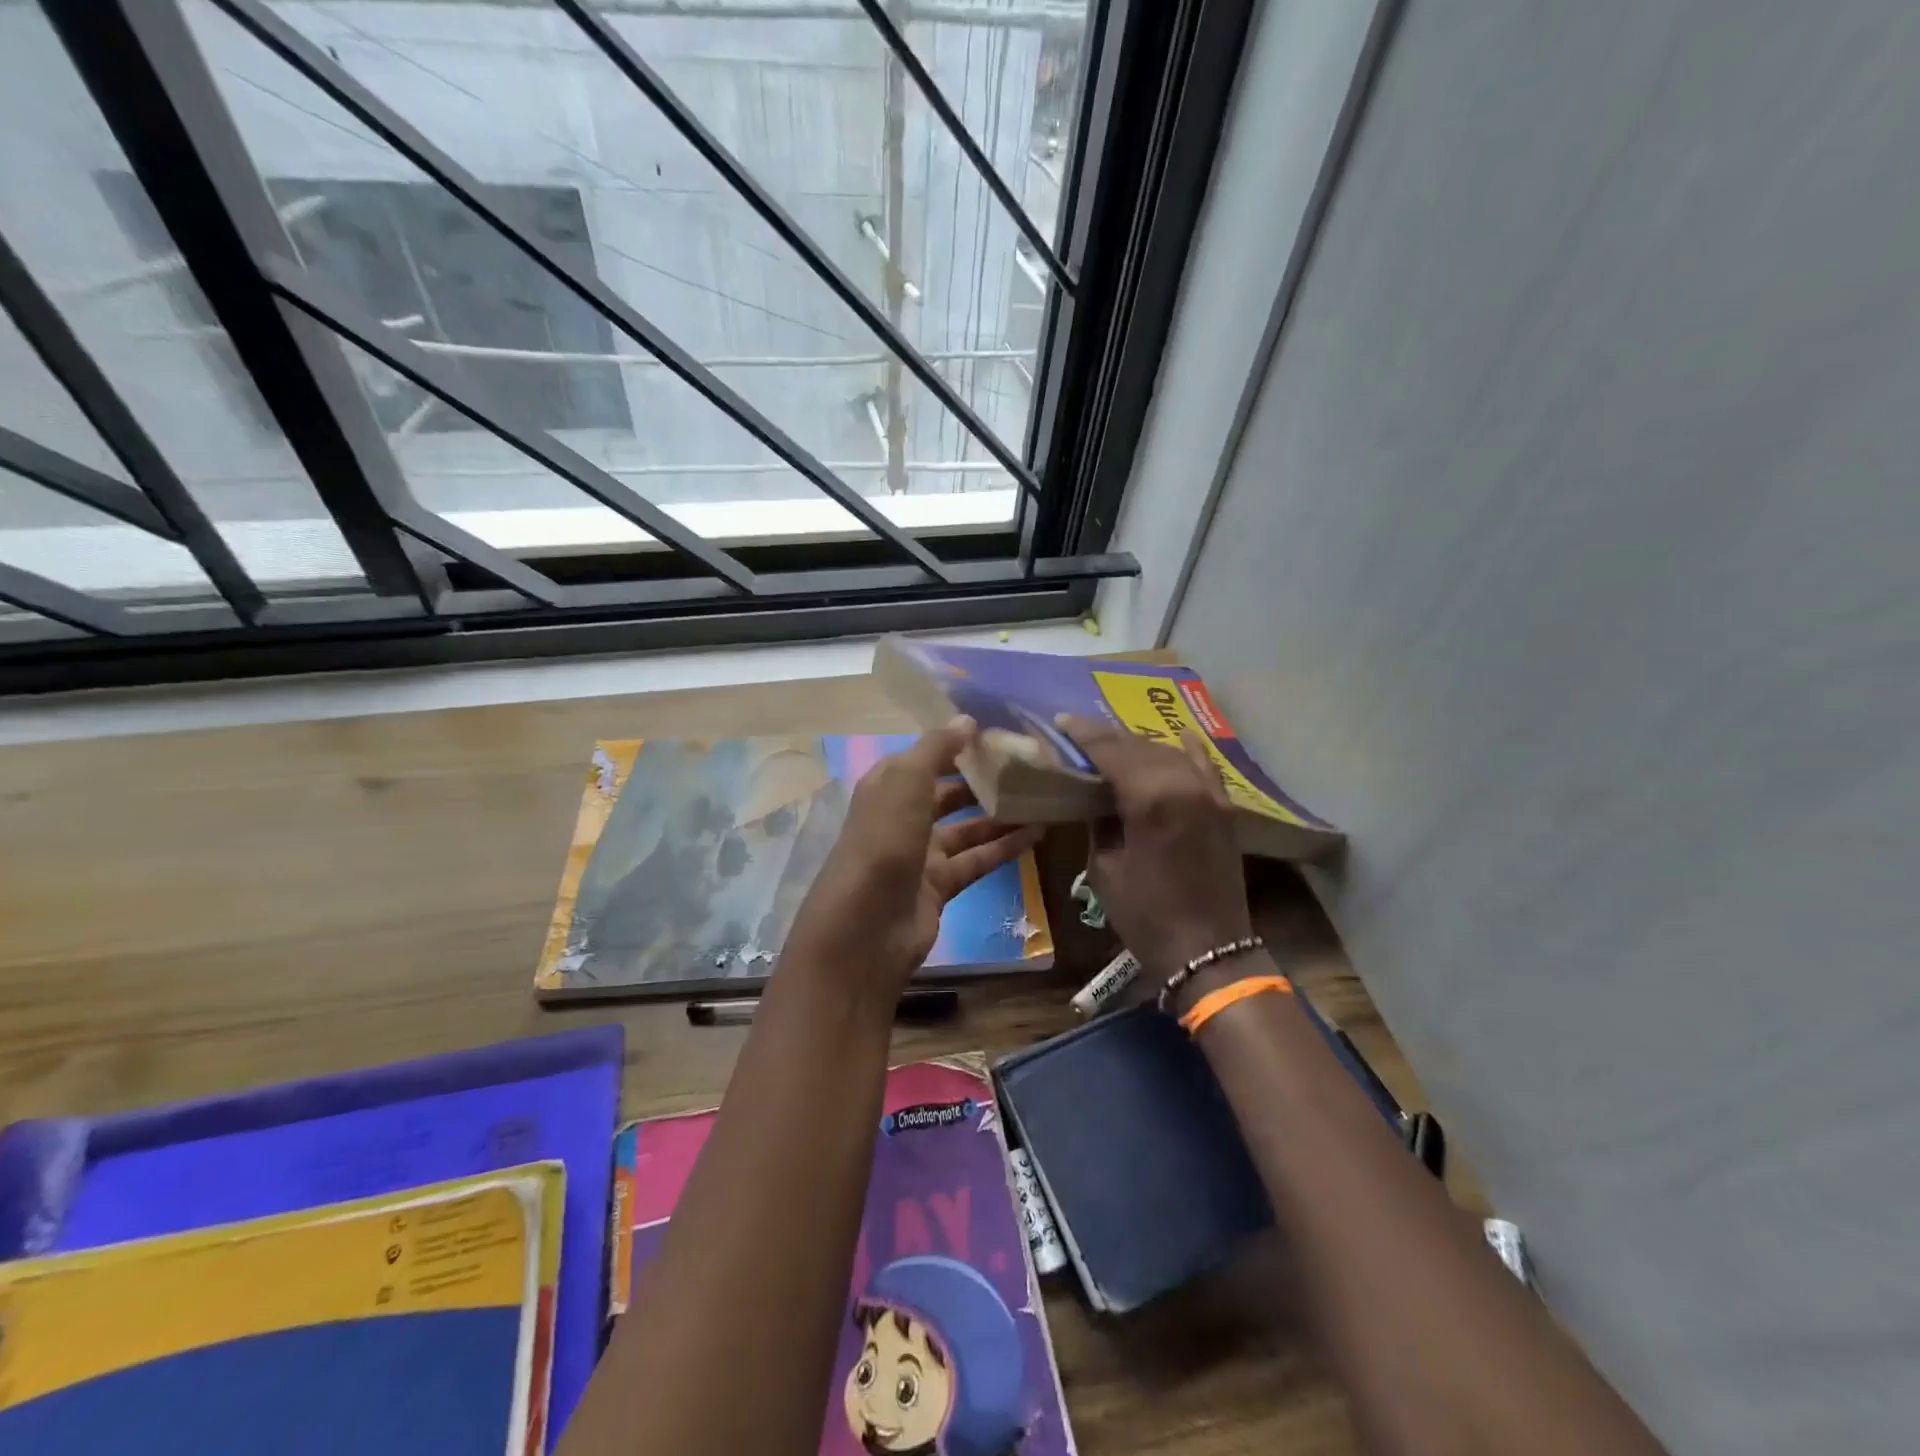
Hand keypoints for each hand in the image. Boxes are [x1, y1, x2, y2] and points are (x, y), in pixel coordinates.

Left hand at [782, 719, 1043, 1001]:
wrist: (866, 927)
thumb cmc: (883, 841)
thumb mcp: (906, 782)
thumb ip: (937, 748)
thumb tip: (967, 719)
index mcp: (888, 786)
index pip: (925, 757)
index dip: (957, 744)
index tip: (998, 733)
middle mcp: (903, 816)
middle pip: (948, 792)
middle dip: (982, 780)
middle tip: (1027, 767)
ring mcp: (921, 854)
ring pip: (968, 828)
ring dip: (1000, 815)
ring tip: (1041, 797)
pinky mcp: (940, 886)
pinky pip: (977, 860)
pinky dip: (1005, 847)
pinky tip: (1038, 833)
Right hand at [1057, 714, 1253, 979]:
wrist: (1208, 950)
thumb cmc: (1145, 914)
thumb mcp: (1105, 868)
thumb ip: (1100, 822)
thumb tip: (1095, 797)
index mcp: (1149, 798)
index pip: (1110, 750)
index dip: (1084, 734)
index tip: (1062, 722)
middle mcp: (1183, 784)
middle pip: (1139, 745)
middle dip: (1108, 736)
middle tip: (1080, 733)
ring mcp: (1209, 793)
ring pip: (1169, 752)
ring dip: (1139, 745)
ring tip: (1113, 743)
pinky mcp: (1223, 807)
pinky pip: (1205, 767)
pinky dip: (1189, 751)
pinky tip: (1179, 736)